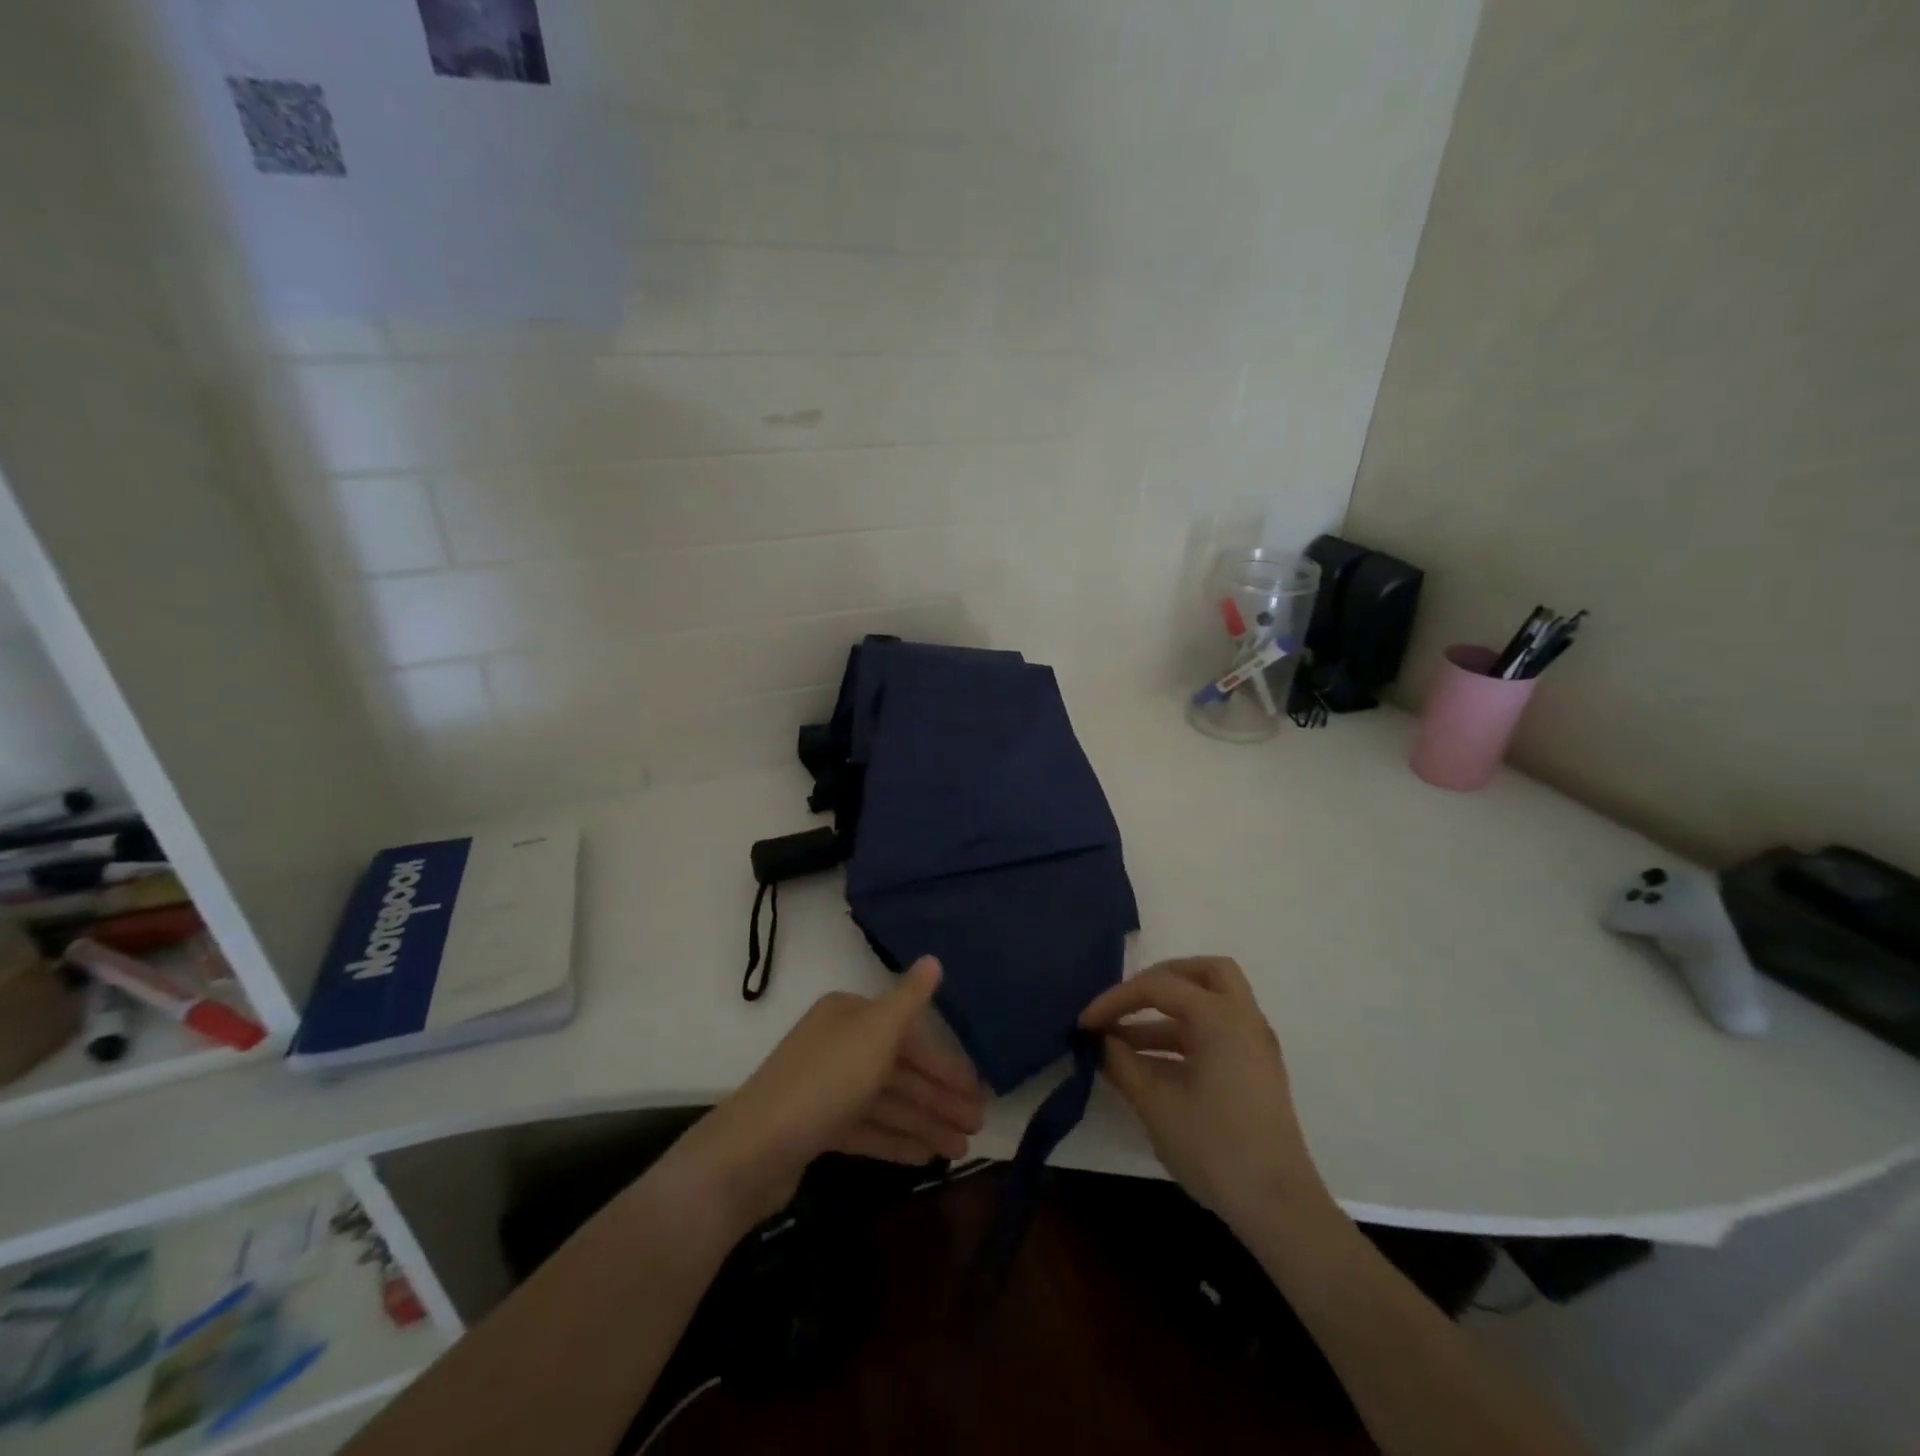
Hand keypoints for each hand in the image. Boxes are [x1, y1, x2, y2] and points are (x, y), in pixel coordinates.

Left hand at [674, 957, 984, 1226]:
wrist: (753, 1149)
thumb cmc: (825, 1081)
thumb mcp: (876, 1032)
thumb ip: (909, 999)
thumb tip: (934, 959)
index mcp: (850, 1016)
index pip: (909, 1036)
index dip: (945, 1065)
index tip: (977, 1093)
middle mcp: (838, 1044)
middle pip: (900, 1070)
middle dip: (939, 1098)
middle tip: (977, 1126)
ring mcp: (826, 1087)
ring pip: (887, 1102)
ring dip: (924, 1122)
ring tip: (960, 1150)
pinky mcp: (816, 1126)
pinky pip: (867, 1128)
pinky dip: (895, 1139)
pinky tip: (925, 1157)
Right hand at [1080, 956, 1327, 1230]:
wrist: (1278, 1208)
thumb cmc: (1215, 1147)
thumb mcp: (1155, 1104)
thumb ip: (1122, 1063)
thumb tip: (1099, 1041)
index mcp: (1221, 1017)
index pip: (1159, 986)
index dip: (1116, 999)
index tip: (1085, 1023)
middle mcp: (1243, 1019)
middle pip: (1204, 972)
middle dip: (1160, 979)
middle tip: (1127, 1001)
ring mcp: (1254, 1045)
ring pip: (1211, 1002)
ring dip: (1167, 1012)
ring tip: (1123, 1041)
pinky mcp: (1255, 1070)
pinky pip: (1217, 1030)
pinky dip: (1184, 1033)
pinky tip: (1151, 1064)